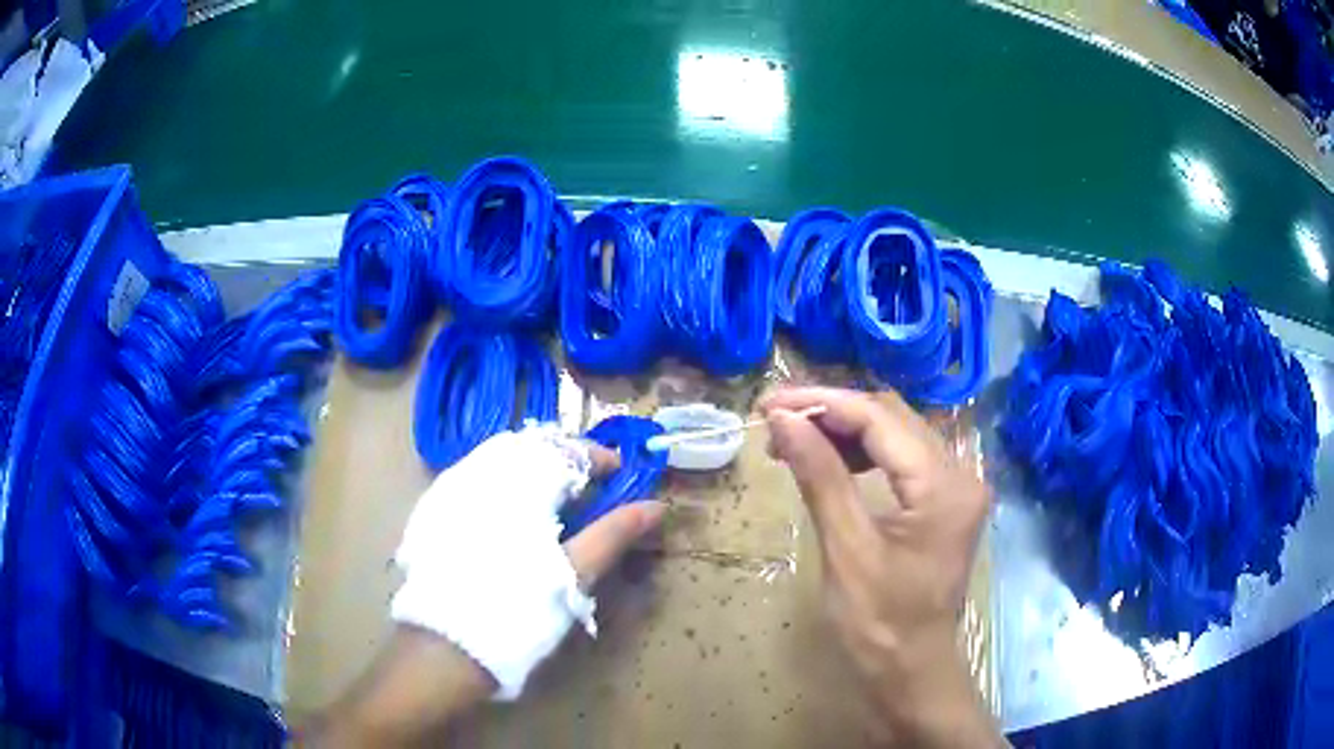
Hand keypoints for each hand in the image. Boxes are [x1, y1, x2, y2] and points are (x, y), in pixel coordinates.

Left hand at [305, 434, 663, 746]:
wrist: (447, 644)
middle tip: (587, 483)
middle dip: (562, 458)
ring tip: (553, 496)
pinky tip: (509, 512)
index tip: (619, 473)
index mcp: (520, 483)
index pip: (567, 449)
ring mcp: (452, 488)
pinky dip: (500, 481)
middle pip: (530, 445)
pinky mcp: (434, 509)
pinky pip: (473, 475)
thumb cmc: (519, 608)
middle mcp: (482, 472)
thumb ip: (614, 534)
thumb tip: (655, 507)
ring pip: (498, 457)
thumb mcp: (573, 572)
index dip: (597, 457)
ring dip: (530, 466)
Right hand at [760, 387, 1001, 746]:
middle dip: (831, 413)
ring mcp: (955, 486)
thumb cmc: (879, 622)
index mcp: (944, 485)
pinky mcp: (943, 501)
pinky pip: (901, 459)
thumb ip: (820, 476)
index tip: (769, 403)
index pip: (880, 419)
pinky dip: (862, 454)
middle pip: (892, 418)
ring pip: (896, 434)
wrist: (911, 670)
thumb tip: (783, 419)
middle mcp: (960, 473)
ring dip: (844, 430)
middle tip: (775, 421)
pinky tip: (830, 461)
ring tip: (793, 440)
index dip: (822, 404)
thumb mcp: (847, 549)